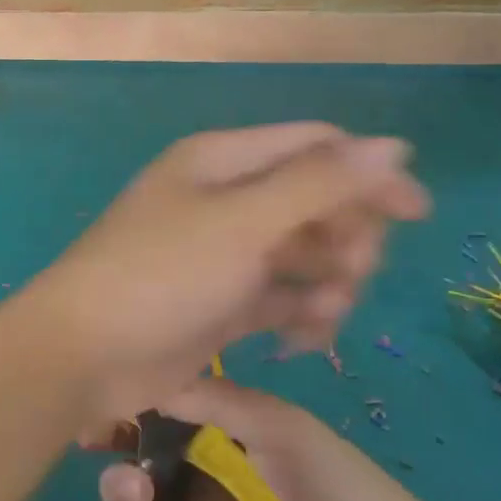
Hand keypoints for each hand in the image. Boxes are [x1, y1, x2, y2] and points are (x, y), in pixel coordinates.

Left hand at [21, 124, 427, 421]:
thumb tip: (394, 146)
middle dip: (345, 238)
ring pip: (305, 256)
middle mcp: (226, 200)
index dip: (369, 174)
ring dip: (328, 284)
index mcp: (224, 162)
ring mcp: (225, 255)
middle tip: (348, 274)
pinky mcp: (223, 304)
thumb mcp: (243, 223)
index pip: (315, 148)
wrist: (85, 354)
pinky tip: (298, 342)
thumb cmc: (161, 275)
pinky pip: (282, 300)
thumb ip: (319, 183)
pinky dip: (299, 317)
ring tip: (320, 317)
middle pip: (316, 203)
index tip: (416, 215)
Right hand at [91, 378, 437, 500]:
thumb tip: (148, 378)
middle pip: (131, 474)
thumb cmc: (334, 485)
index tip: (91, 429)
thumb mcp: (278, 425)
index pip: (152, 423)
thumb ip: (215, 402)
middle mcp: (197, 482)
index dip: (117, 423)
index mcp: (215, 439)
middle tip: (139, 490)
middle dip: (117, 479)